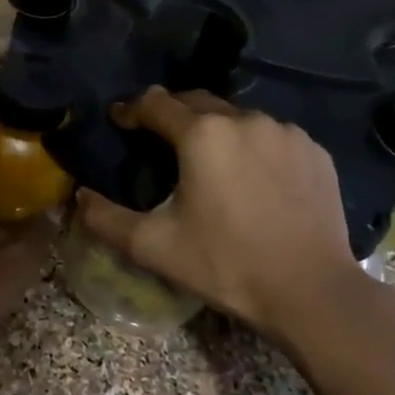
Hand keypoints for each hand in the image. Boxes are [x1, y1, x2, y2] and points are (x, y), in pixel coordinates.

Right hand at [76, 88, 377, 346]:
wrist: (313, 293)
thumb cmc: (227, 265)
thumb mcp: (154, 246)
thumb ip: (105, 218)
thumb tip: (79, 197)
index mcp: (203, 134)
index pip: (155, 103)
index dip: (131, 111)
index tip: (120, 123)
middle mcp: (245, 119)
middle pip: (197, 102)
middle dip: (172, 114)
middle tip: (159, 141)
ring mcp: (286, 132)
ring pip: (237, 118)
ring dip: (216, 131)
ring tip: (209, 163)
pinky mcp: (315, 152)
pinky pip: (272, 136)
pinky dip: (254, 147)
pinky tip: (253, 178)